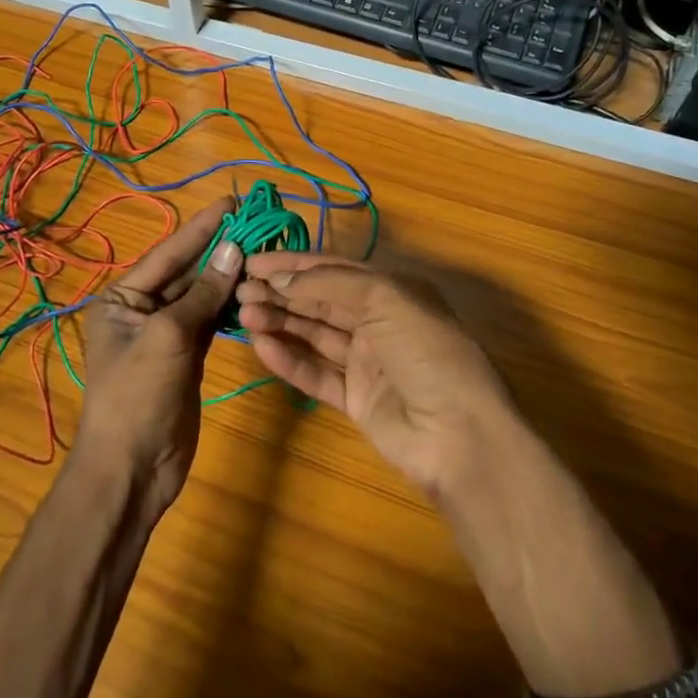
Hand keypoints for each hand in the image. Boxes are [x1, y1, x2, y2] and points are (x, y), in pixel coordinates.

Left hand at [74, 196, 242, 524]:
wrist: (132, 470)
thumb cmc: (137, 397)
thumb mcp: (168, 338)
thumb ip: (202, 294)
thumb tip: (233, 250)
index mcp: (122, 298)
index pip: (168, 253)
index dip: (201, 227)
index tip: (233, 202)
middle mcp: (141, 309)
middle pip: (186, 271)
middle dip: (218, 249)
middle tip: (257, 223)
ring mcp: (166, 333)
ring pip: (201, 296)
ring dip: (228, 276)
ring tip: (263, 250)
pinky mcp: (186, 356)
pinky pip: (210, 320)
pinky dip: (229, 305)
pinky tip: (253, 288)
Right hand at [237, 254, 514, 498]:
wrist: (458, 435)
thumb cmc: (425, 351)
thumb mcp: (383, 299)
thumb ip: (328, 285)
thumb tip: (279, 278)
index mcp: (392, 289)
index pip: (333, 269)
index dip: (293, 264)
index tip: (252, 262)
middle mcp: (378, 320)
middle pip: (319, 301)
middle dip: (280, 292)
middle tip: (239, 291)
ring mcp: (367, 361)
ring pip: (314, 335)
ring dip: (280, 322)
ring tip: (243, 316)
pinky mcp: (356, 399)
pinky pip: (316, 373)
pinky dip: (290, 360)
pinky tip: (263, 348)